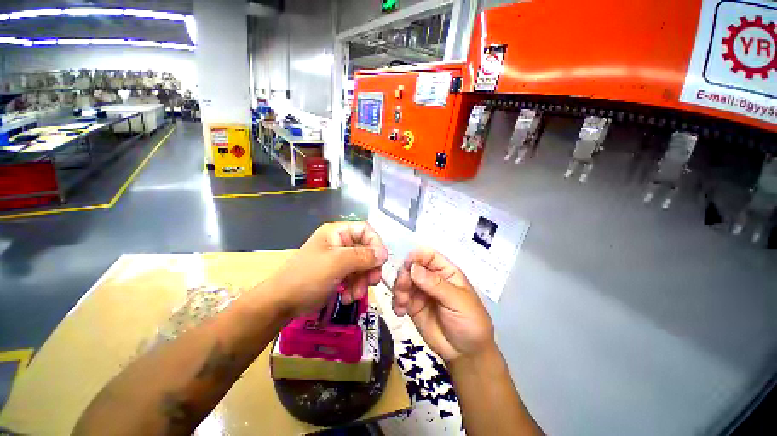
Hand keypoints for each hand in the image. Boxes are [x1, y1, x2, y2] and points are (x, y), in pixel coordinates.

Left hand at [266, 222, 387, 316]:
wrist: (281, 303)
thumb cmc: (307, 277)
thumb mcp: (336, 264)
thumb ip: (362, 256)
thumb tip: (385, 253)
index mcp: (337, 233)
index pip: (365, 230)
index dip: (375, 243)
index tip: (380, 261)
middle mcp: (340, 243)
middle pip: (366, 250)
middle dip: (369, 267)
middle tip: (371, 282)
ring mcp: (339, 259)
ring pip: (363, 266)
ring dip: (362, 281)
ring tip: (355, 295)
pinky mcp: (338, 274)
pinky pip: (355, 277)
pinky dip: (355, 287)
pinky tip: (347, 297)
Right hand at [392, 248, 493, 362]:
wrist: (466, 353)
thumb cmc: (470, 322)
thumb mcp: (457, 301)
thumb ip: (436, 285)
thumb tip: (413, 268)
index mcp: (445, 272)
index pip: (428, 255)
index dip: (417, 256)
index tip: (407, 265)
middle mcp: (431, 278)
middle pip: (412, 267)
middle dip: (404, 275)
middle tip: (403, 289)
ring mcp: (421, 292)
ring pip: (404, 281)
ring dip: (398, 289)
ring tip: (402, 303)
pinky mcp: (413, 306)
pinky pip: (400, 297)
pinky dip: (396, 301)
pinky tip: (400, 311)